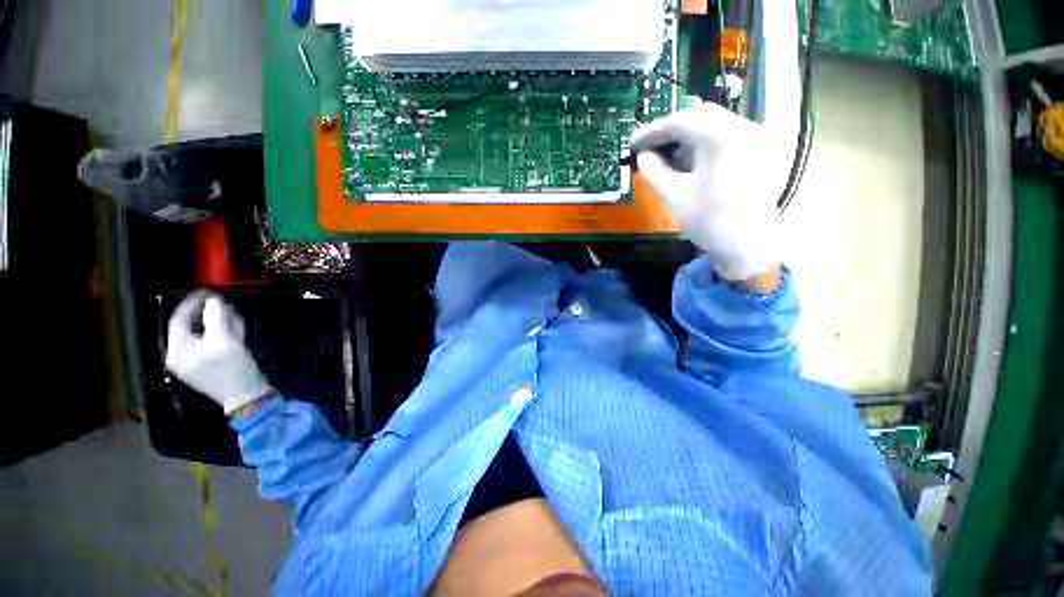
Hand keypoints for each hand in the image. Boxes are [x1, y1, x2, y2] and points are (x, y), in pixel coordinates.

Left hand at [165, 291, 274, 414]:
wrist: (248, 400)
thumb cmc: (232, 370)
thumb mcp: (223, 336)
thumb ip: (214, 311)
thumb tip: (212, 300)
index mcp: (178, 352)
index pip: (179, 317)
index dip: (193, 302)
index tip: (207, 293)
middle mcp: (179, 358)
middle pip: (191, 324)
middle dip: (211, 315)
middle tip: (225, 309)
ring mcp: (190, 364)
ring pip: (201, 332)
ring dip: (218, 324)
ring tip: (234, 324)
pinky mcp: (202, 367)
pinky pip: (206, 343)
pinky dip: (219, 335)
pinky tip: (233, 336)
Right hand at [630, 102, 790, 282]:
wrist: (754, 252)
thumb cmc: (713, 224)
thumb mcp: (673, 194)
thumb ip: (652, 167)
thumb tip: (645, 154)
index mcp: (718, 135)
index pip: (676, 123)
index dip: (651, 133)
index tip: (633, 144)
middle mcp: (740, 127)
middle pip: (698, 118)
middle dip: (673, 132)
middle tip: (653, 149)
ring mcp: (755, 138)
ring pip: (715, 125)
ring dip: (692, 137)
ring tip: (674, 158)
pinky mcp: (762, 152)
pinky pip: (730, 136)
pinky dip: (711, 143)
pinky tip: (697, 162)